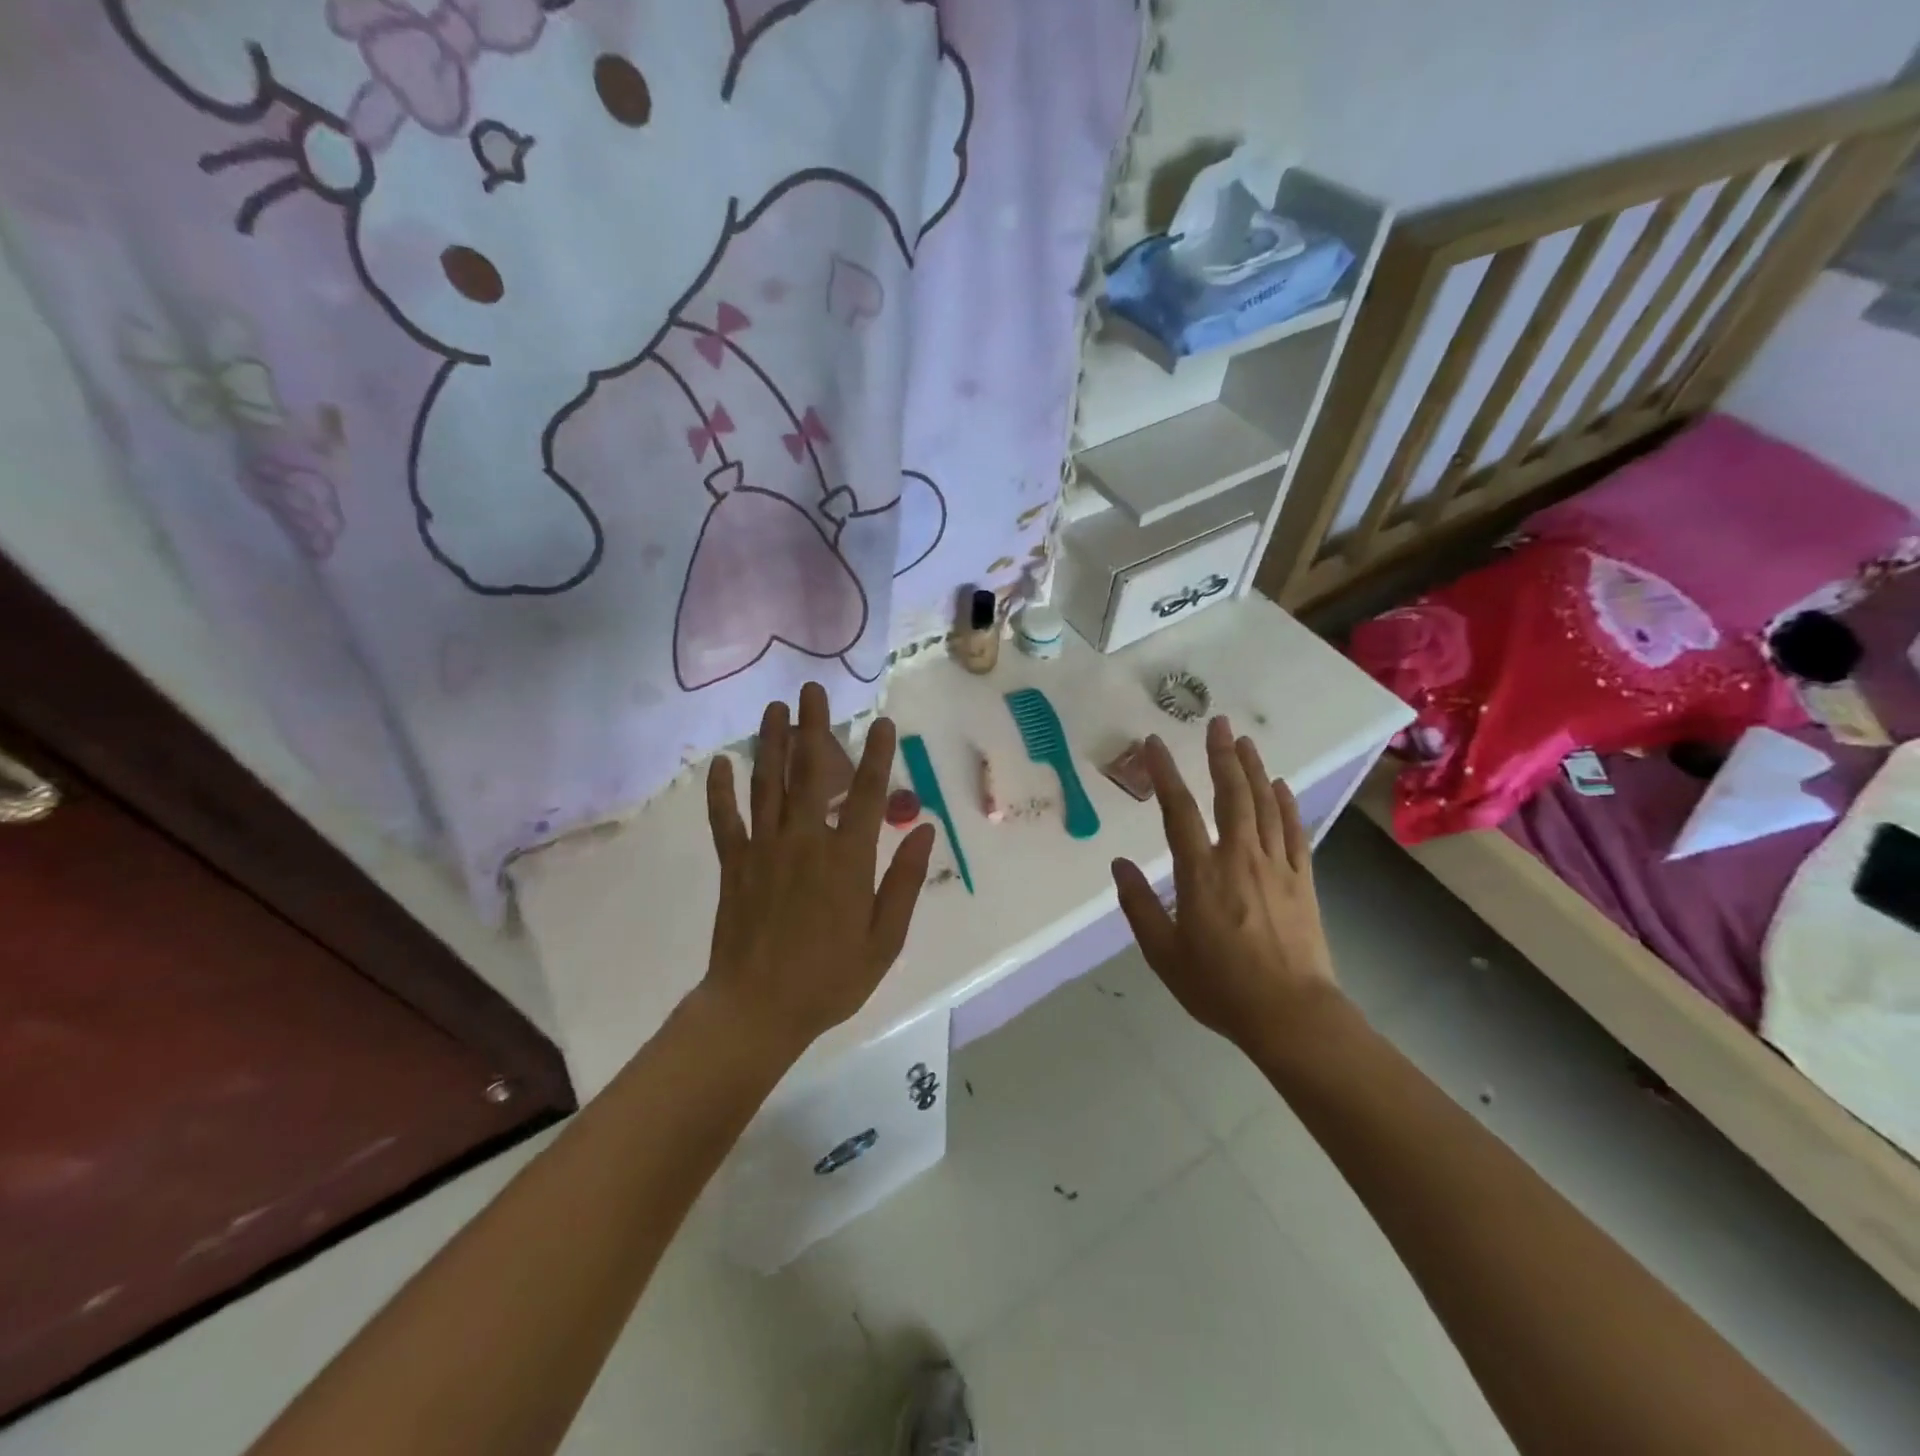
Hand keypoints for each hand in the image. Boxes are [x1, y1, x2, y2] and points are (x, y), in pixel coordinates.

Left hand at [700, 684, 937, 1059]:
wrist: (757, 1009)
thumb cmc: (830, 979)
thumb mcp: (885, 939)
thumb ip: (905, 882)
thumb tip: (925, 830)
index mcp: (847, 860)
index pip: (867, 795)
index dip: (877, 755)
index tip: (883, 722)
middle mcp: (805, 842)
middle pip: (811, 774)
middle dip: (814, 728)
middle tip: (814, 690)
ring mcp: (764, 850)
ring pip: (768, 785)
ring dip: (771, 743)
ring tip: (775, 707)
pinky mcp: (734, 865)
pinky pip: (726, 821)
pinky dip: (721, 791)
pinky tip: (721, 763)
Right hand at [1111, 718, 1340, 1056]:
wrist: (1291, 1015)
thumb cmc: (1220, 986)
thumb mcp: (1163, 953)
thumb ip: (1139, 905)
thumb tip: (1119, 865)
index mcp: (1201, 873)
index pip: (1178, 810)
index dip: (1164, 773)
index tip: (1153, 743)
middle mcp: (1239, 858)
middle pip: (1231, 794)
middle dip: (1221, 754)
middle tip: (1216, 722)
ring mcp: (1276, 866)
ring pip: (1265, 805)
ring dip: (1253, 769)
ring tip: (1244, 741)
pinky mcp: (1302, 880)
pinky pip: (1294, 831)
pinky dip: (1287, 804)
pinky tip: (1281, 786)